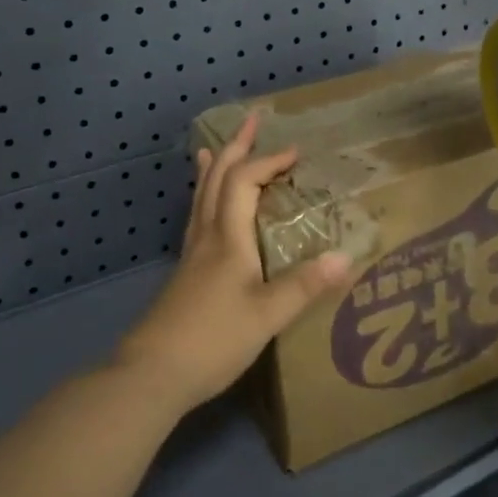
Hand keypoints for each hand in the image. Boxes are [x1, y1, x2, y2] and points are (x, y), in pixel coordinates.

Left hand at [115, 114, 351, 414]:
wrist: (150, 375)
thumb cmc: (212, 340)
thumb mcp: (266, 316)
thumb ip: (305, 286)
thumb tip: (347, 256)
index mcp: (228, 239)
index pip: (243, 182)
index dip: (268, 162)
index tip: (295, 153)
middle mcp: (207, 237)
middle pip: (217, 179)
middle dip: (236, 148)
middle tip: (250, 121)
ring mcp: (192, 255)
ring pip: (201, 197)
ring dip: (215, 168)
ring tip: (216, 149)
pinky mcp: (185, 274)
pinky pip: (198, 218)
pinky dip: (205, 198)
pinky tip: (206, 212)